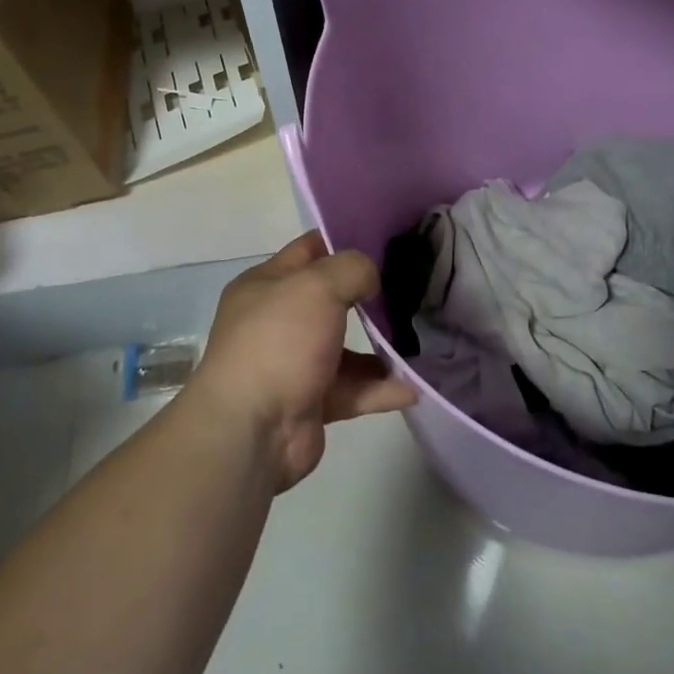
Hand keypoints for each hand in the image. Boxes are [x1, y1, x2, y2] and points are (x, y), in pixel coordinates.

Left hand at [186, 231, 416, 490]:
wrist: (252, 432)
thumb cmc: (279, 342)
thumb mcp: (317, 286)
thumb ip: (352, 269)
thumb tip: (371, 278)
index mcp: (265, 285)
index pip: (309, 250)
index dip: (345, 241)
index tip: (388, 241)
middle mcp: (276, 322)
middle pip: (330, 299)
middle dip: (369, 295)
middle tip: (414, 286)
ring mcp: (293, 364)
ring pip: (346, 348)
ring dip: (381, 346)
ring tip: (422, 338)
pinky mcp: (312, 403)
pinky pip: (354, 389)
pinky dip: (382, 388)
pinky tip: (414, 386)